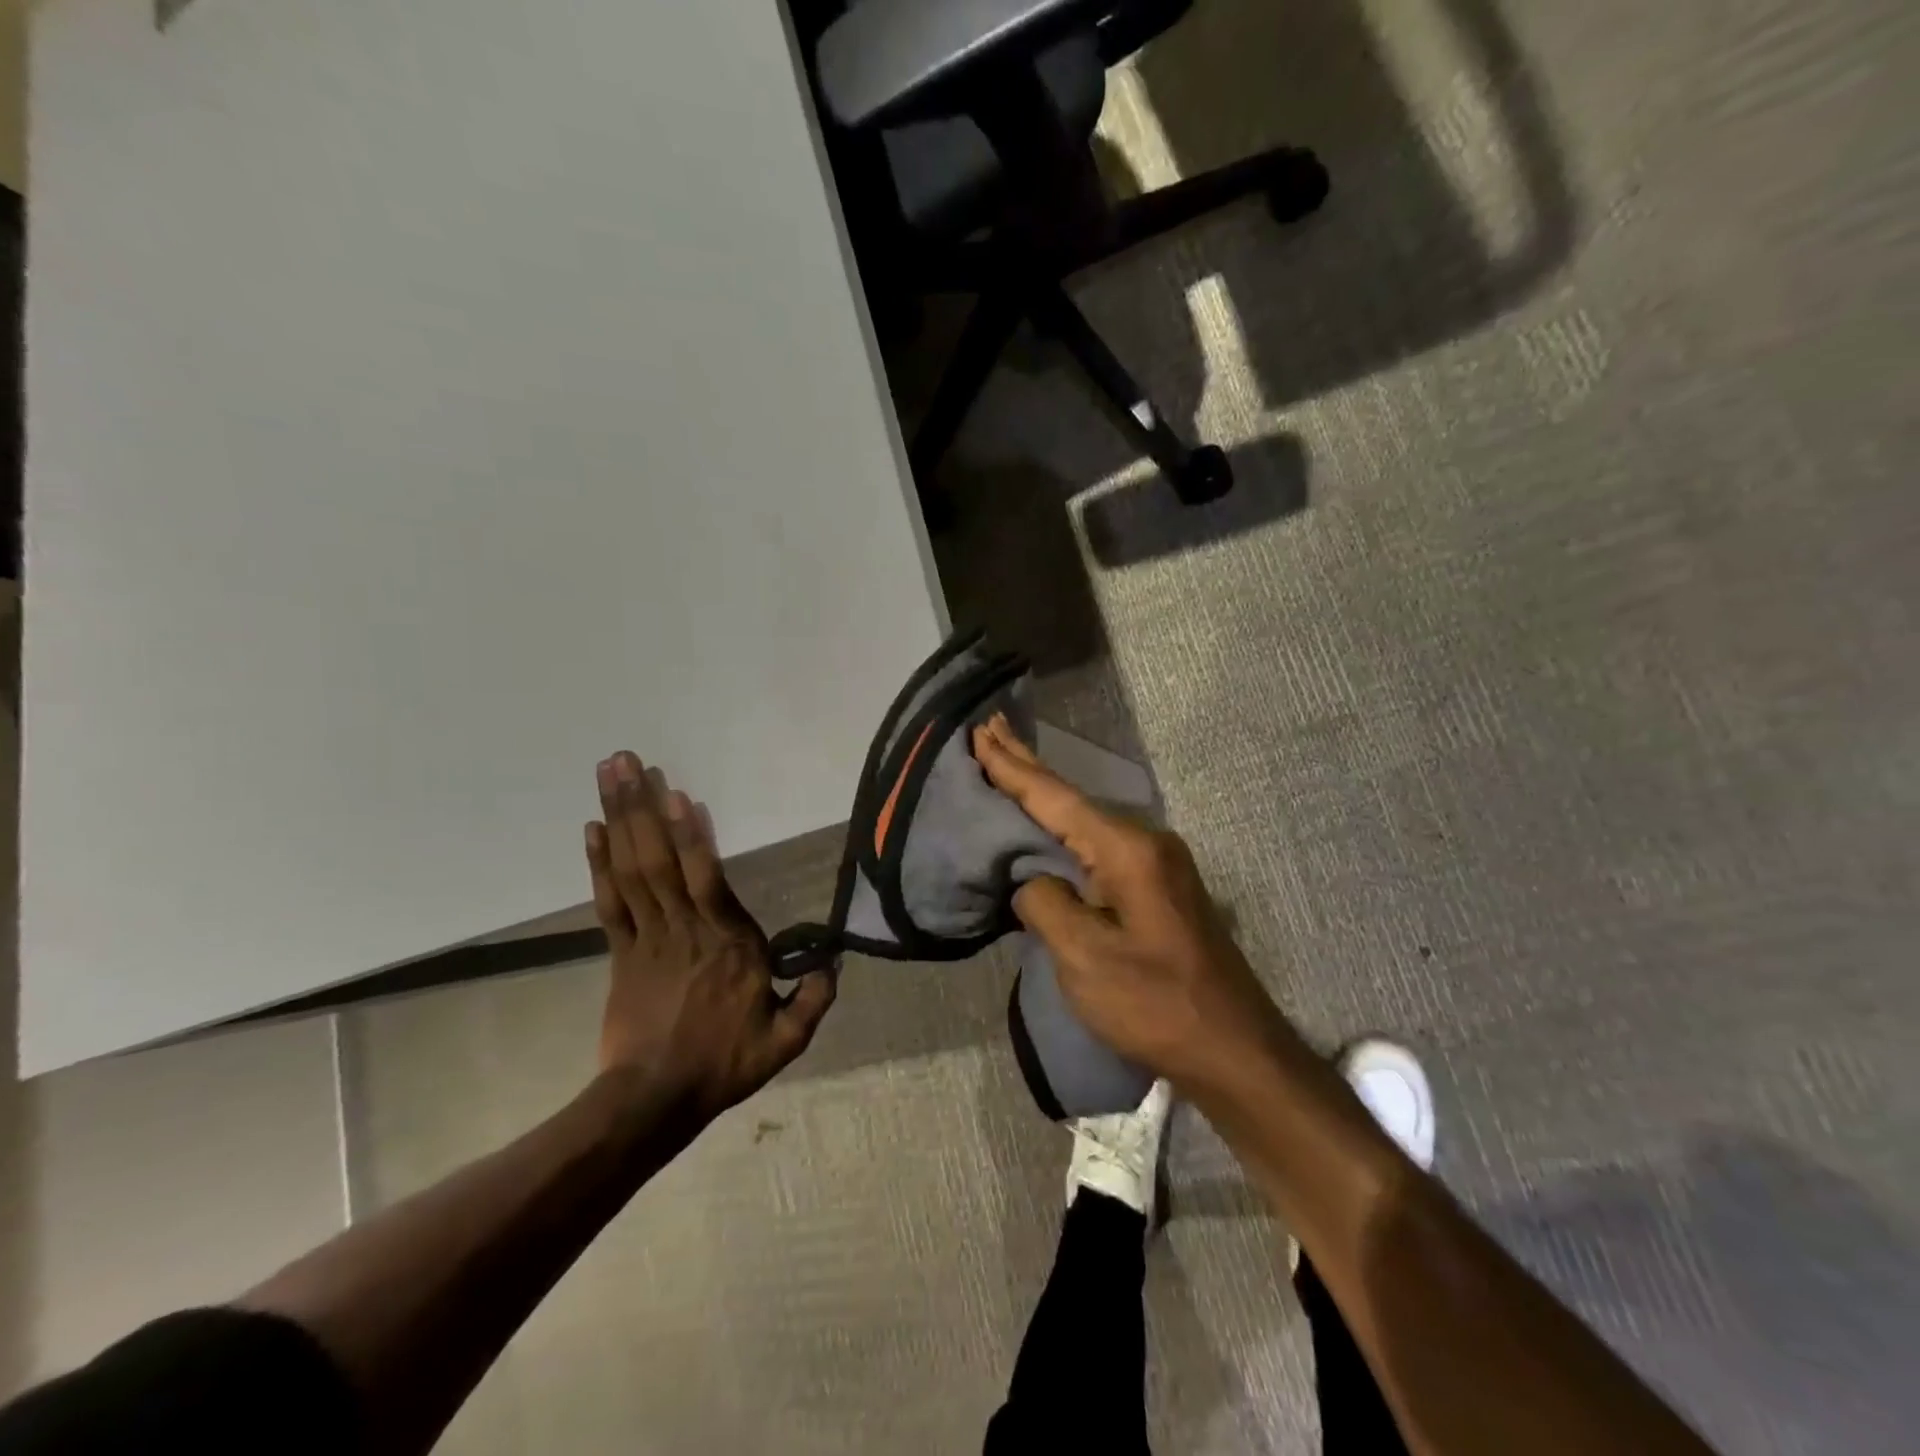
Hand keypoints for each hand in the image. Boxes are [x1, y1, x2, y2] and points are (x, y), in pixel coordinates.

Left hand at [585, 751, 836, 1124]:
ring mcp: (647, 939)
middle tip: (625, 759)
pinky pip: (609, 903)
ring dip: (619, 819)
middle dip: (641, 806)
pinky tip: (592, 829)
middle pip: (658, 860)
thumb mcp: (785, 1040)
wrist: (654, 1101)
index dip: (690, 836)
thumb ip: (813, 998)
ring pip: (631, 871)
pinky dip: (598, 865)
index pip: (707, 879)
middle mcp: (685, 929)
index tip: (676, 795)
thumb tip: (835, 962)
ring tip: (609, 775)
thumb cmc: (724, 1063)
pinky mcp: (621, 954)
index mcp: (728, 944)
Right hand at [970, 715, 1280, 1088]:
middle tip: (989, 729)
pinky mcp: (1157, 886)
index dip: (1012, 768)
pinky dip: (1064, 826)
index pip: (1055, 799)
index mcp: (1127, 850)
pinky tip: (1048, 821)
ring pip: (1085, 819)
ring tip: (1008, 764)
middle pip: (1072, 798)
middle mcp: (1146, 841)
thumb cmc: (1156, 1005)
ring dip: (1044, 794)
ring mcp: (1156, 862)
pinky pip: (1099, 843)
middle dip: (1027, 765)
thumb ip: (1045, 905)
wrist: (1234, 1049)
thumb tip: (1032, 881)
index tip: (979, 733)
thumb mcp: (1085, 959)